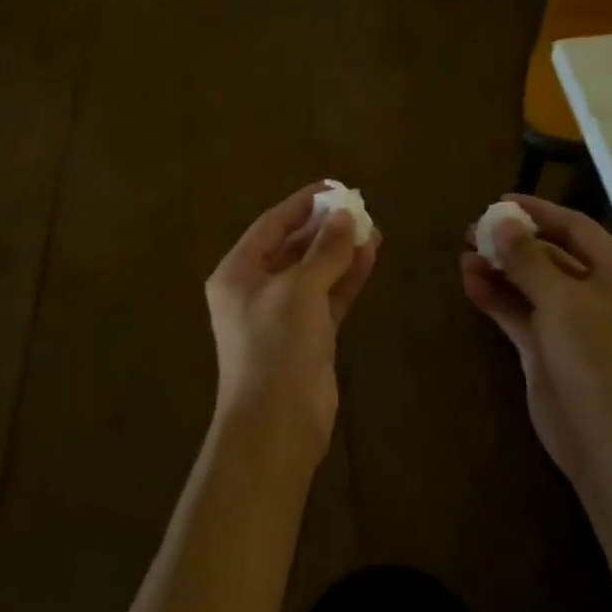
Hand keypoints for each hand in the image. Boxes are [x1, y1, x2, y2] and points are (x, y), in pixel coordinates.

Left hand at [206, 183, 380, 460]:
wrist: (277, 423)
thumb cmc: (275, 346)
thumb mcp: (299, 289)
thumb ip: (324, 250)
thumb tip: (346, 217)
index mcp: (238, 273)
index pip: (271, 225)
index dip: (302, 204)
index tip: (334, 188)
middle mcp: (257, 289)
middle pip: (293, 247)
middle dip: (325, 228)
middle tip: (360, 208)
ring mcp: (284, 314)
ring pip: (315, 272)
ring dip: (341, 251)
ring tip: (373, 229)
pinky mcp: (308, 336)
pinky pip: (328, 296)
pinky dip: (347, 277)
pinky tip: (370, 256)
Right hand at [461, 196, 611, 492]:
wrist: (604, 438)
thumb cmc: (593, 356)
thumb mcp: (560, 299)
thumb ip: (528, 258)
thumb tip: (502, 222)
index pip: (575, 227)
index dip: (537, 211)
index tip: (499, 202)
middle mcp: (597, 291)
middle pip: (550, 253)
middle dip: (512, 241)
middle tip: (472, 230)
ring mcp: (571, 321)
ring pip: (530, 283)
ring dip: (499, 269)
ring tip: (464, 253)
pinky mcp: (547, 347)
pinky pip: (519, 311)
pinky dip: (496, 297)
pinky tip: (469, 282)